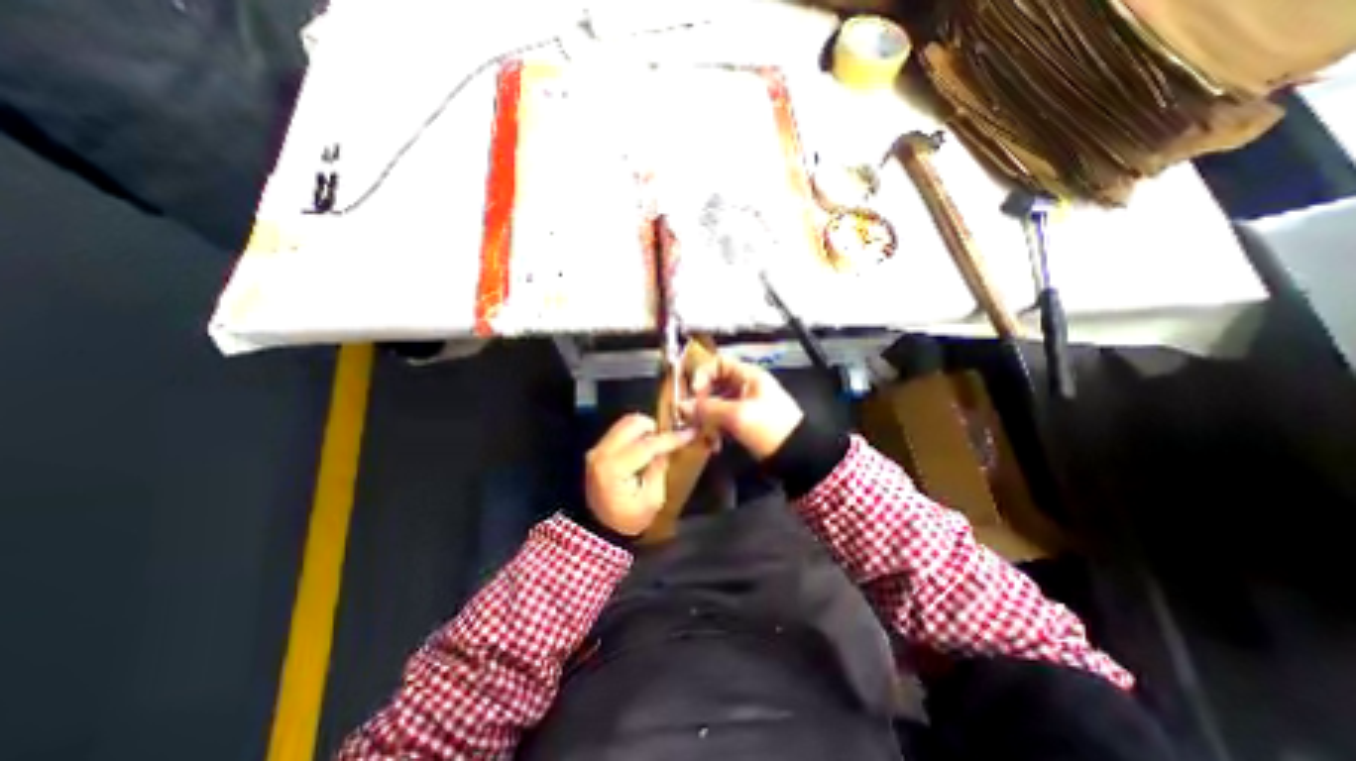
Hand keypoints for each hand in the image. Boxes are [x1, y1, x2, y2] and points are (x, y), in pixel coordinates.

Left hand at [582, 417, 693, 534]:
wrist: (598, 528)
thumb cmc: (628, 518)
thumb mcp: (652, 500)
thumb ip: (659, 469)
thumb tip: (668, 448)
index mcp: (615, 469)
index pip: (647, 445)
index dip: (670, 438)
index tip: (690, 432)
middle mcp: (602, 453)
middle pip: (633, 424)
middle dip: (656, 428)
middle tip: (668, 440)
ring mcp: (597, 448)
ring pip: (626, 422)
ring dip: (645, 428)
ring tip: (656, 443)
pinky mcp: (598, 447)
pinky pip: (620, 429)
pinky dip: (635, 432)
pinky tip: (644, 445)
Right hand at [684, 354, 796, 461]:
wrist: (797, 455)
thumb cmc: (770, 427)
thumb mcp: (738, 415)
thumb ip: (708, 409)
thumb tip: (681, 406)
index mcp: (748, 376)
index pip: (717, 363)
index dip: (702, 374)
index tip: (694, 393)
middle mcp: (744, 386)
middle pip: (713, 385)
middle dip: (700, 402)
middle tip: (692, 418)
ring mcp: (744, 405)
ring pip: (715, 405)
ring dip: (706, 420)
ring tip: (704, 437)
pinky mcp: (743, 422)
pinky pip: (722, 421)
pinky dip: (715, 431)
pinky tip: (714, 445)